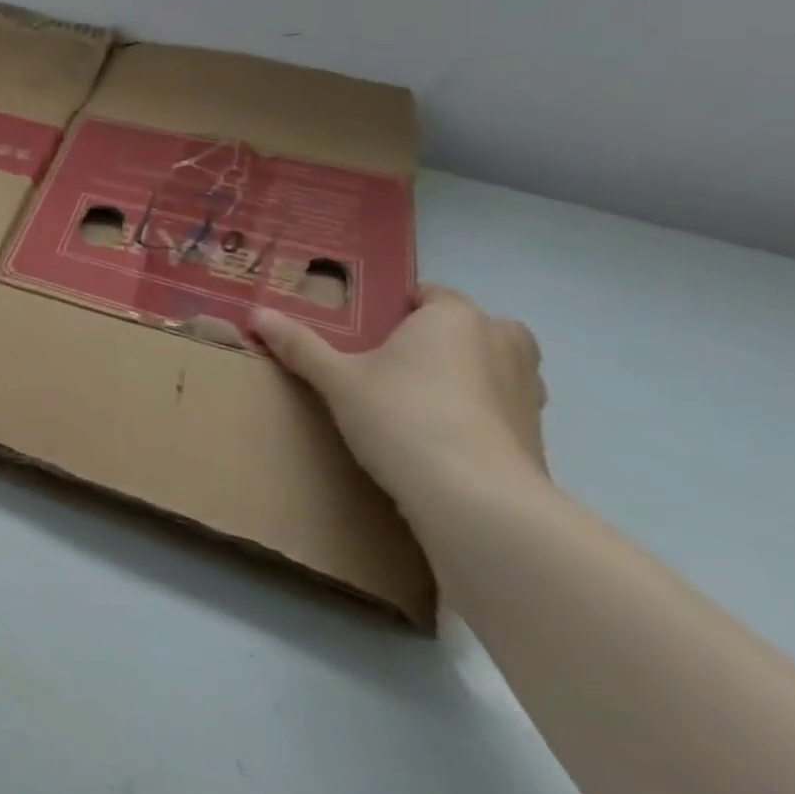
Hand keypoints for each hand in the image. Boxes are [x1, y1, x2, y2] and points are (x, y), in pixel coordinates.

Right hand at [250, 286, 548, 529]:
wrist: (475, 499)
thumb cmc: (402, 416)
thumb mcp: (337, 380)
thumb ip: (299, 345)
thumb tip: (256, 313)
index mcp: (454, 318)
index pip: (429, 294)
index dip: (397, 307)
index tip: (367, 328)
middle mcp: (501, 342)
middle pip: (471, 327)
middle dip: (440, 339)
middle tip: (394, 361)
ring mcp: (528, 390)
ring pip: (493, 367)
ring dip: (467, 375)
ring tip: (418, 398)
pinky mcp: (537, 435)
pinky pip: (501, 408)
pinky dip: (479, 414)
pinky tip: (442, 437)